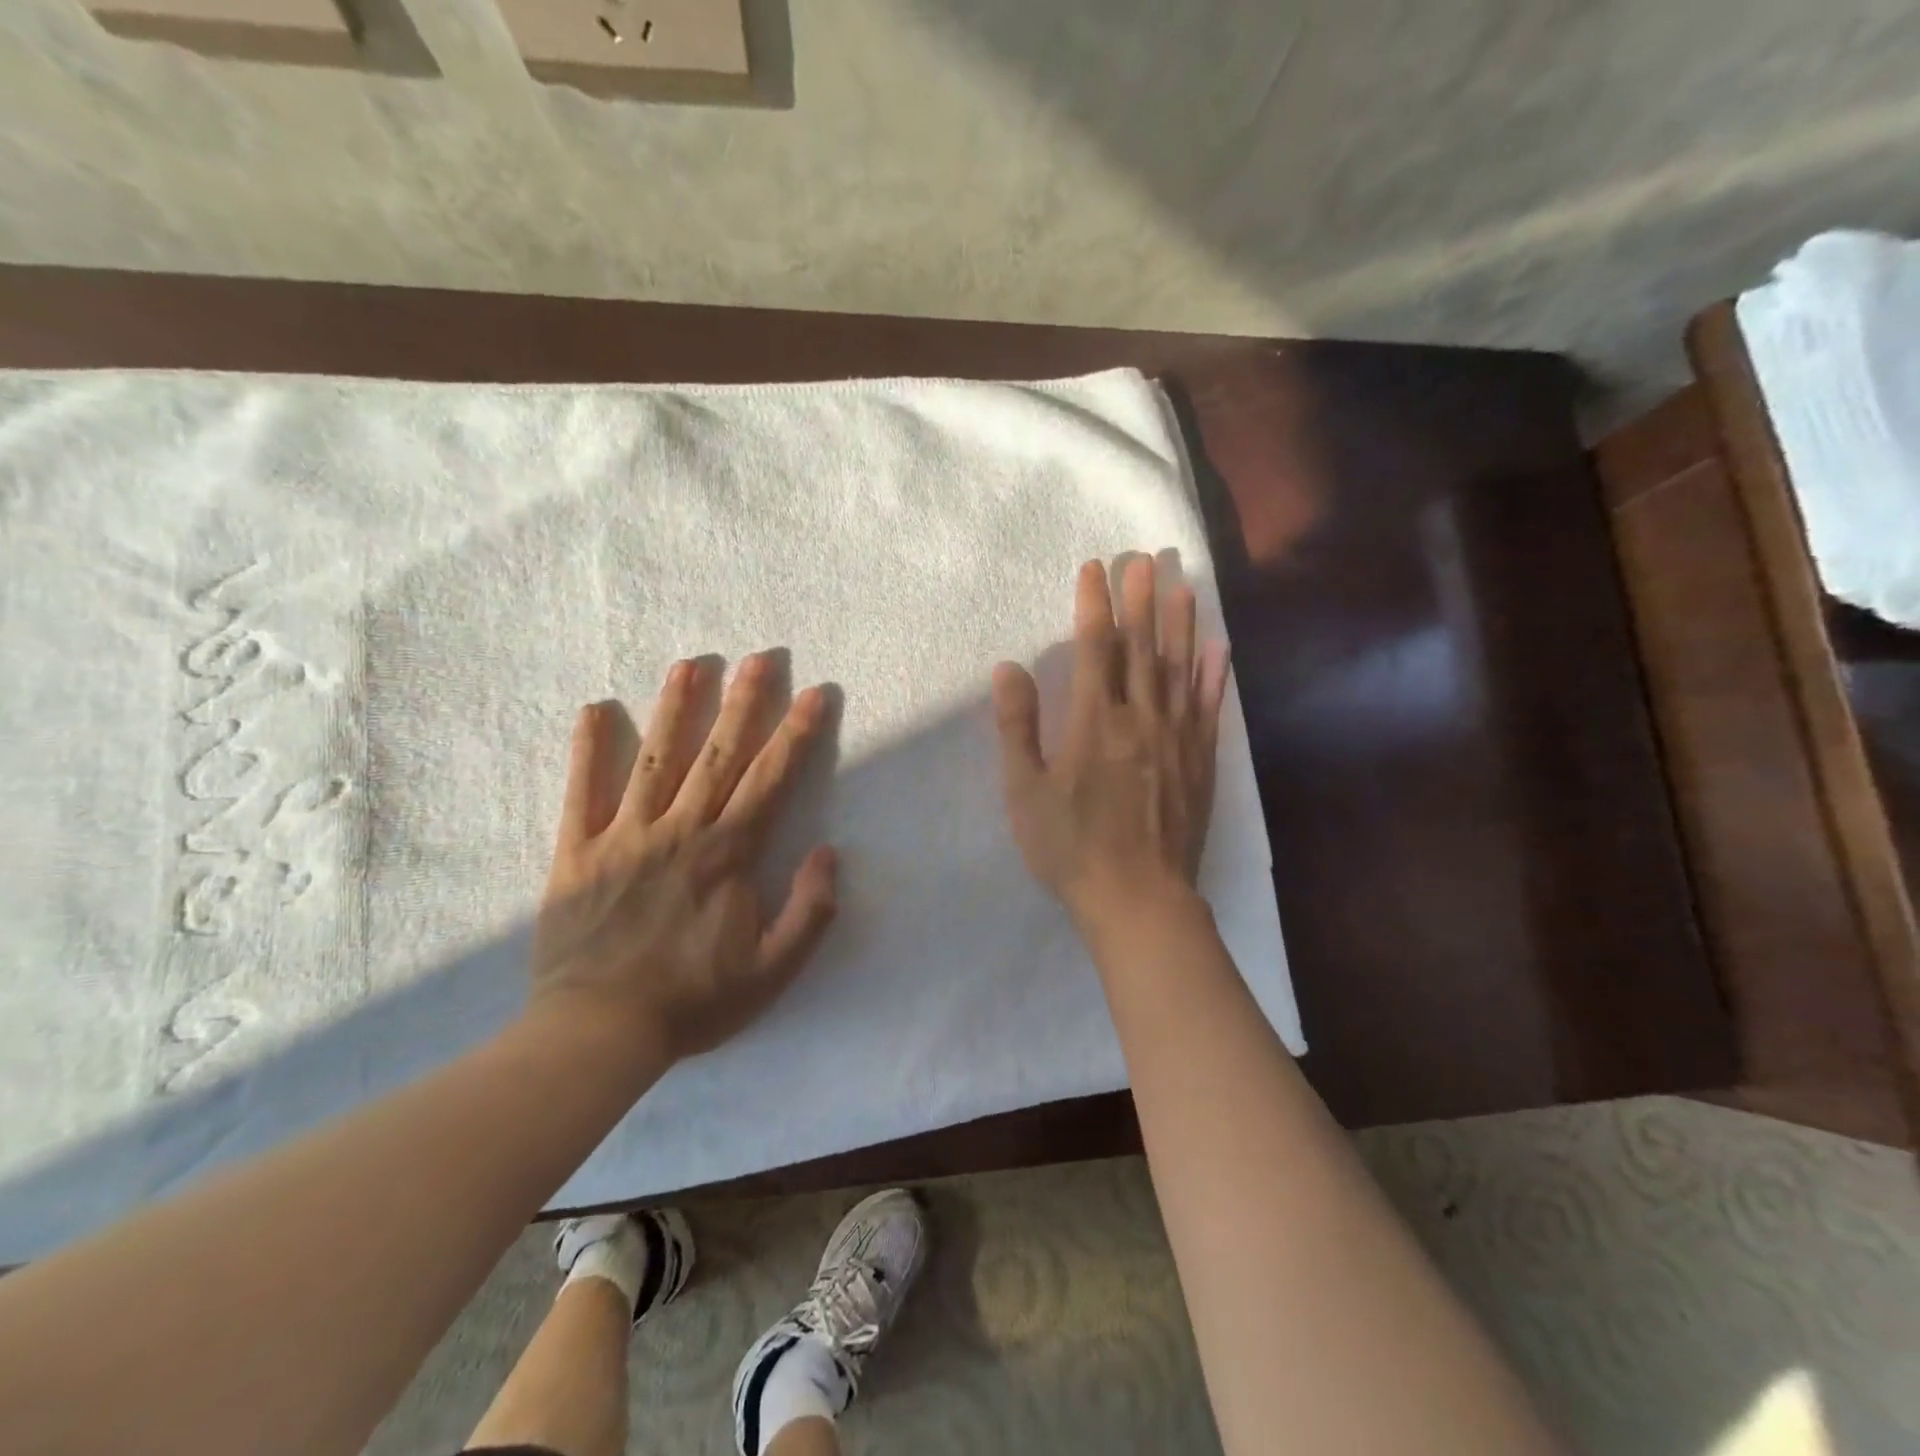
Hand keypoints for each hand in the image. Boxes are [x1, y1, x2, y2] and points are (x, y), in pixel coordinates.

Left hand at [530, 655, 838, 1062]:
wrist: (598, 1032)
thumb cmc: (694, 1001)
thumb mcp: (773, 971)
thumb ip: (810, 910)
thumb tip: (829, 853)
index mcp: (728, 854)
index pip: (771, 779)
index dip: (796, 733)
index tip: (815, 694)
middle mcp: (680, 830)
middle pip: (718, 754)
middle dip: (744, 702)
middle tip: (761, 658)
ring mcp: (625, 835)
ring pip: (655, 759)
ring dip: (675, 708)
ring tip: (690, 664)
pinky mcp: (577, 852)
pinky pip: (582, 792)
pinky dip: (587, 750)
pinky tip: (593, 709)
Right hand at [991, 556, 1229, 934]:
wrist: (1138, 898)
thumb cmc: (1071, 848)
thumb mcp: (1025, 791)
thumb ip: (1017, 726)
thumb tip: (1009, 667)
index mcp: (1095, 722)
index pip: (1096, 648)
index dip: (1094, 605)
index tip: (1095, 567)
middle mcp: (1141, 718)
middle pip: (1142, 647)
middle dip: (1141, 599)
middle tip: (1146, 558)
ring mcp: (1177, 738)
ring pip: (1179, 668)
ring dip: (1181, 623)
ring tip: (1183, 583)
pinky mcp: (1200, 761)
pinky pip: (1208, 707)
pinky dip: (1214, 674)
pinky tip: (1219, 647)